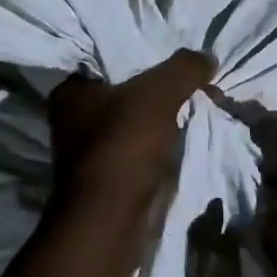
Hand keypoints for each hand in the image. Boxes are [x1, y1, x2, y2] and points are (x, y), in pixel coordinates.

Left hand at [48, 50, 215, 210]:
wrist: (111, 222)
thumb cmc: (124, 145)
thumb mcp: (159, 93)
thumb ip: (184, 68)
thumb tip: (206, 57)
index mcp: (70, 91)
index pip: (110, 59)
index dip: (146, 55)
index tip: (178, 59)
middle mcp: (72, 118)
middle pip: (126, 91)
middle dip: (160, 89)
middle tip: (195, 82)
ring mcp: (88, 151)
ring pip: (135, 121)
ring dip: (163, 118)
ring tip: (198, 105)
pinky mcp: (106, 177)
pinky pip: (140, 148)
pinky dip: (160, 144)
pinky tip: (185, 136)